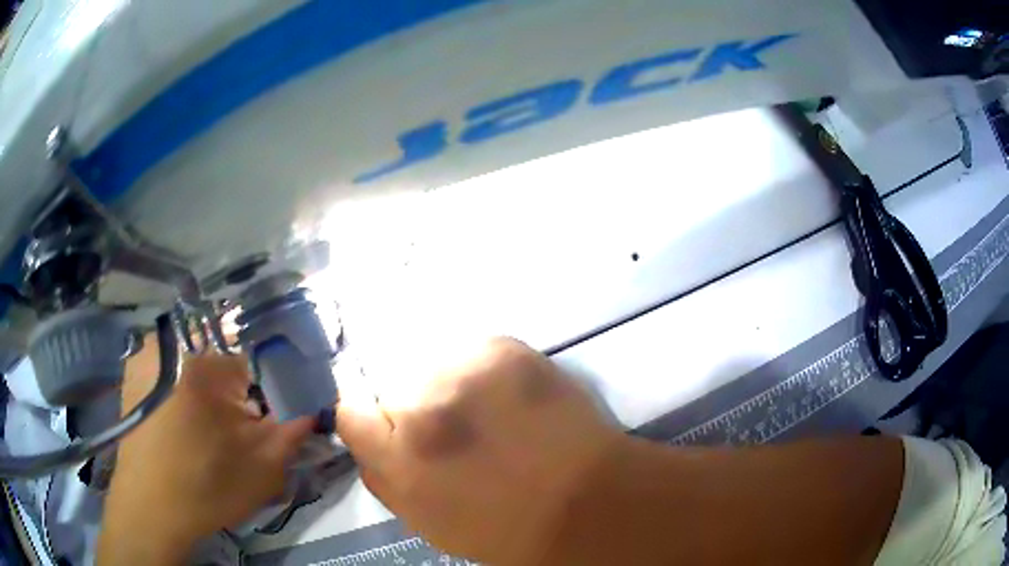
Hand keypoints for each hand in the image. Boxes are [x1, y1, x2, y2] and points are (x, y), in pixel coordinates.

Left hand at [99, 354, 315, 563]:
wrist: (150, 511)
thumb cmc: (206, 488)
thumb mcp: (263, 468)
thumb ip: (294, 431)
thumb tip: (314, 406)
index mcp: (207, 366)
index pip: (254, 362)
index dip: (266, 392)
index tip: (265, 420)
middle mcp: (174, 348)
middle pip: (220, 361)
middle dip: (235, 393)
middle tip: (235, 432)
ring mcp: (147, 358)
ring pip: (193, 366)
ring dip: (207, 393)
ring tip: (208, 432)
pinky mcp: (133, 376)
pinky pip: (169, 372)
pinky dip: (181, 391)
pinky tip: (181, 427)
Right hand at [337, 338, 624, 564]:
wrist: (588, 502)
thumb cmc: (505, 530)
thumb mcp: (427, 523)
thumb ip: (385, 480)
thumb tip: (370, 441)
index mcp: (401, 456)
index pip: (350, 412)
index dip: (370, 424)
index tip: (392, 433)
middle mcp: (425, 404)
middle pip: (393, 387)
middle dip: (415, 409)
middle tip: (454, 432)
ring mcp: (466, 369)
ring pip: (433, 366)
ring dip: (449, 387)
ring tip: (488, 412)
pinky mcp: (504, 349)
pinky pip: (473, 352)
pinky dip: (484, 372)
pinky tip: (512, 397)